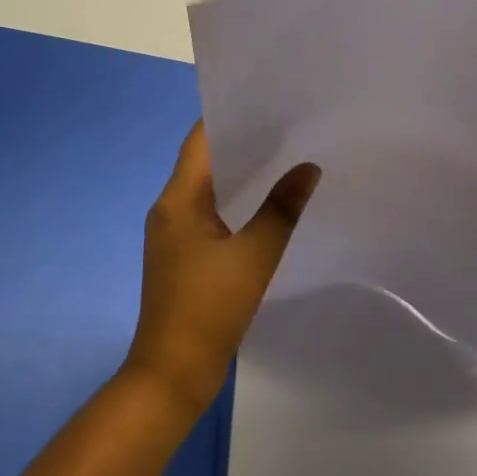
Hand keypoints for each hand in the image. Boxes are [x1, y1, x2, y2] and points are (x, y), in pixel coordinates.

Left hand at [123, 123, 320, 415]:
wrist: (171, 373)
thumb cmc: (208, 308)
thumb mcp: (253, 256)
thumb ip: (282, 209)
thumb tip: (308, 167)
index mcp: (178, 199)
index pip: (199, 139)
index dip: (229, 116)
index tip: (267, 102)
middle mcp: (169, 208)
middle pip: (203, 159)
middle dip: (241, 141)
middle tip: (286, 126)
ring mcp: (173, 233)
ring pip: (206, 188)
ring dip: (238, 172)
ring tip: (282, 156)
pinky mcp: (181, 256)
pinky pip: (207, 212)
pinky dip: (234, 200)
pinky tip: (264, 204)